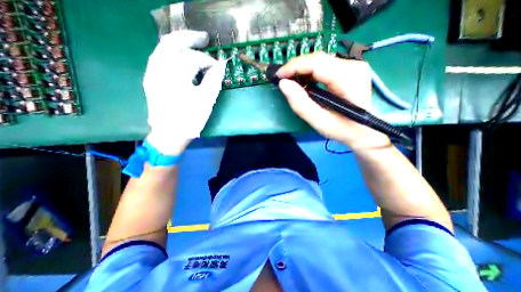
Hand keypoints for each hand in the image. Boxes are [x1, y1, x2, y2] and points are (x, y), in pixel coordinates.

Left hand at [142, 30, 225, 154]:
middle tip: (204, 38)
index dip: (207, 60)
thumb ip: (214, 80)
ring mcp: (151, 73)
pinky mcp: (151, 79)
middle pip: (172, 43)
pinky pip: (160, 58)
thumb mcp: (206, 101)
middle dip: (189, 38)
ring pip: (163, 49)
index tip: (218, 67)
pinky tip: (182, 58)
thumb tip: (221, 65)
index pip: (193, 58)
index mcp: (174, 76)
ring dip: (180, 44)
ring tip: (194, 45)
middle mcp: (158, 69)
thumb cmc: (190, 119)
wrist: (169, 135)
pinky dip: (173, 54)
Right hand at [279, 52, 388, 150]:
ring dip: (302, 69)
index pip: (317, 63)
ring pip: (320, 60)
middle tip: (283, 79)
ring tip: (290, 80)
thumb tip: (283, 84)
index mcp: (348, 78)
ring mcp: (354, 65)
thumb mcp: (319, 122)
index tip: (279, 76)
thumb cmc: (342, 129)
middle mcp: (354, 66)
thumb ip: (300, 104)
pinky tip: (304, 81)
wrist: (364, 130)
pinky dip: (310, 71)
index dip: (294, 66)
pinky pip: (325, 65)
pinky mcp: (350, 68)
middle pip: (318, 58)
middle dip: (296, 67)